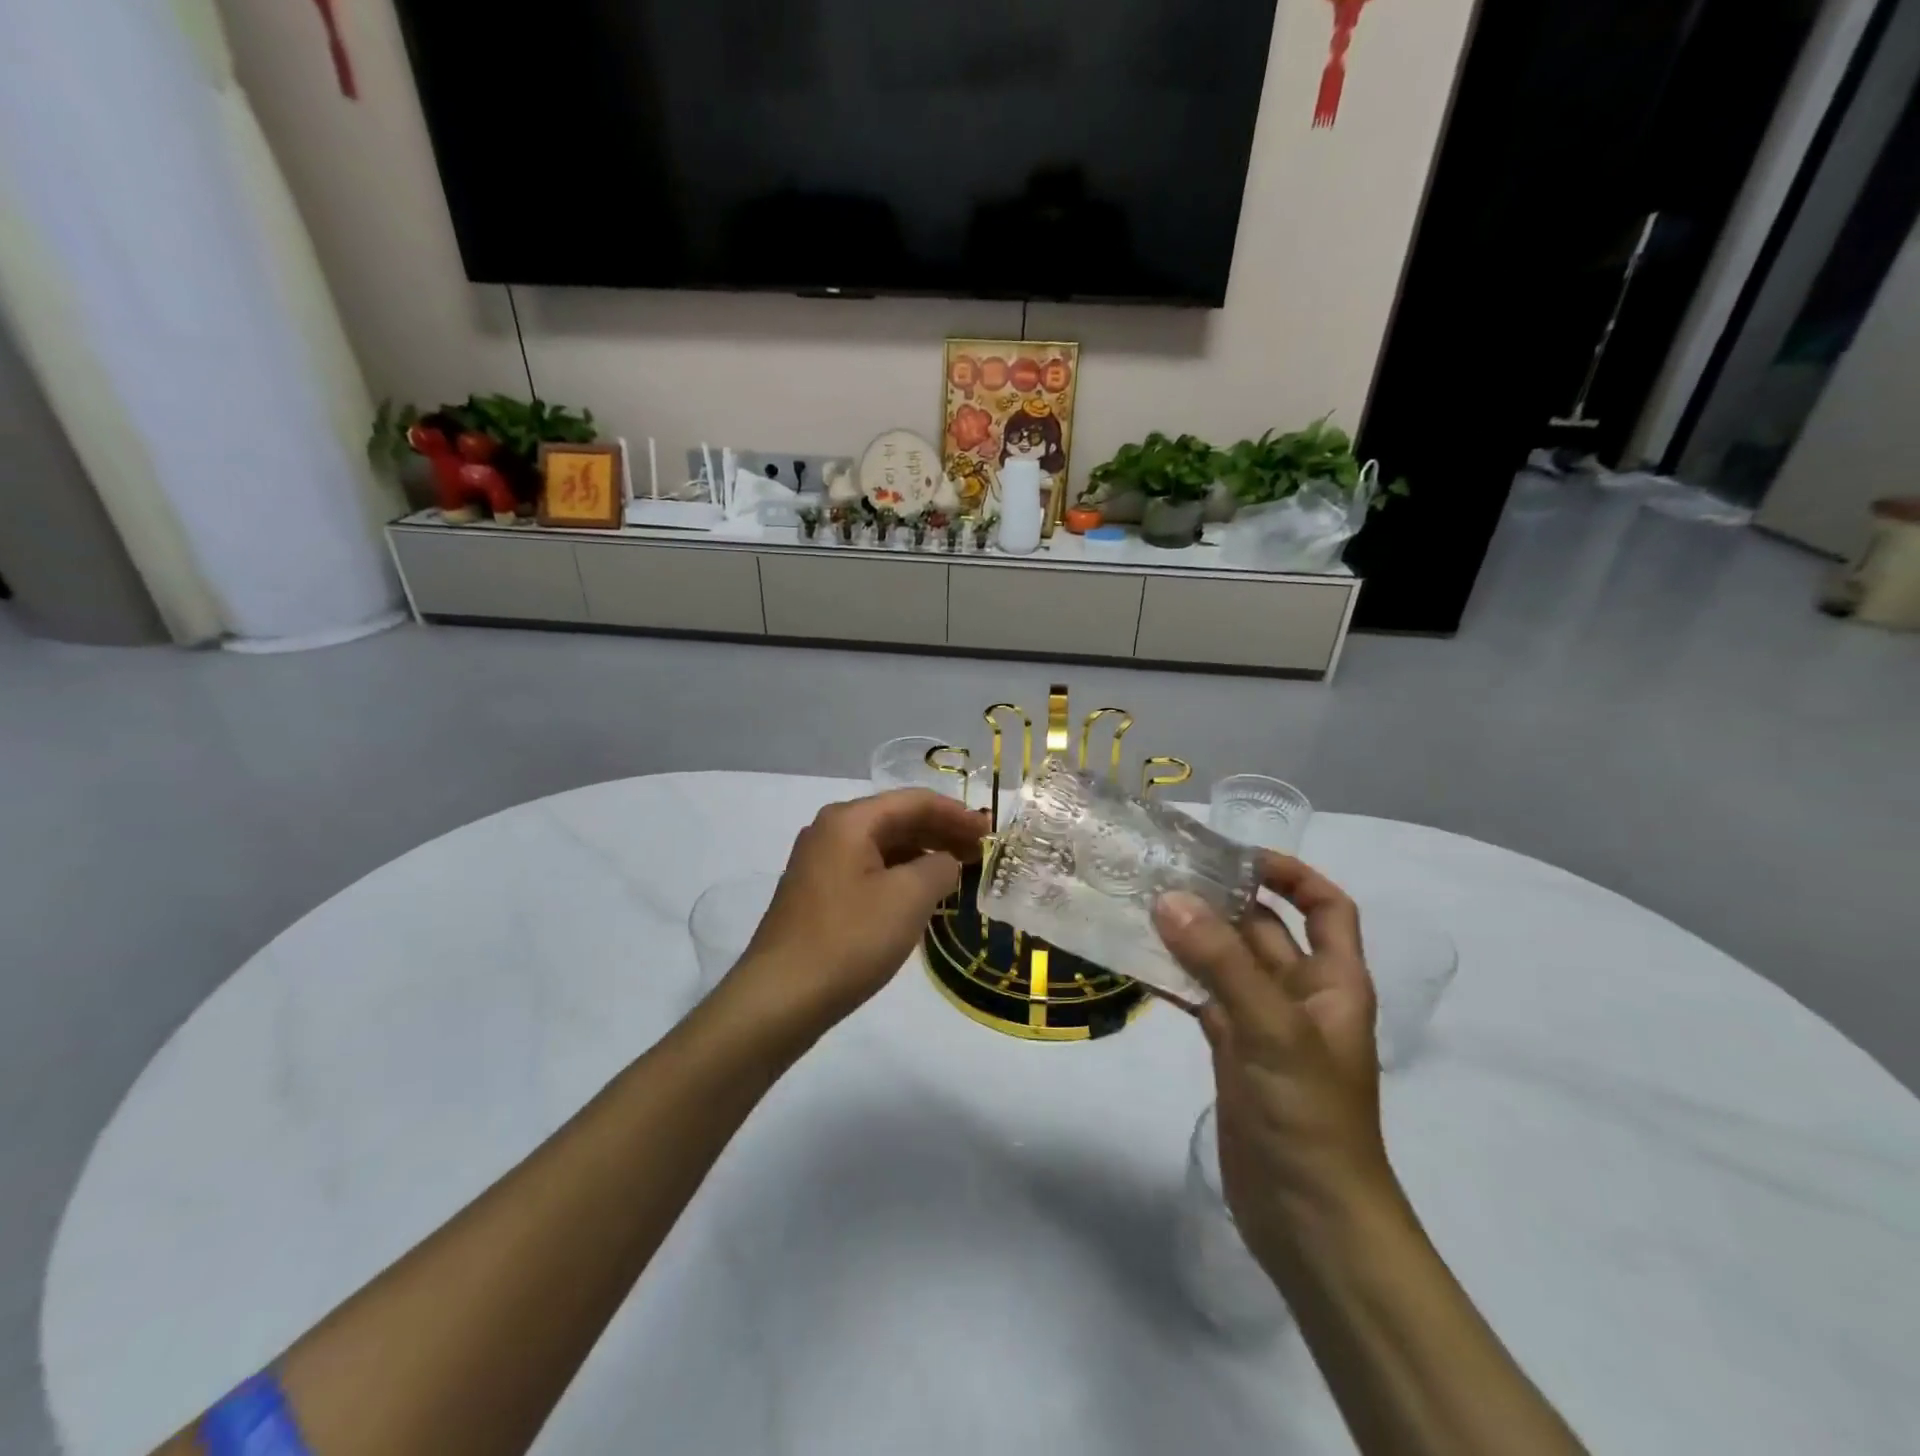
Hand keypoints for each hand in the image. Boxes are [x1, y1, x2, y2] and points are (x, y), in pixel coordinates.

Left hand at [723, 789, 985, 1036]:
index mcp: (849, 820)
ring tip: (957, 872)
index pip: (914, 801)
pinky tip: (920, 895)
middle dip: (940, 832)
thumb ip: (939, 867)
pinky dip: (899, 875)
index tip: (989, 832)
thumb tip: (945, 862)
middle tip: (979, 852)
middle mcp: (830, 831)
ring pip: (882, 846)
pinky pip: (868, 870)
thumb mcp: (908, 898)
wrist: (781, 997)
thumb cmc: (850, 939)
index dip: (956, 814)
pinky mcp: (816, 894)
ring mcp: (819, 863)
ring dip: (921, 855)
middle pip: (896, 819)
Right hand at [1153, 852, 1397, 1269]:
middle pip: (1263, 930)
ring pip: (1226, 963)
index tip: (1238, 855)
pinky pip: (1202, 999)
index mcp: (1333, 981)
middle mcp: (1299, 995)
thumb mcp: (1271, 1030)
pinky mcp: (1232, 1053)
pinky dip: (1176, 978)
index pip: (1325, 907)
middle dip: (1222, 899)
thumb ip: (1221, 963)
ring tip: (1141, 905)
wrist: (1309, 1220)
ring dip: (1192, 936)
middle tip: (1164, 871)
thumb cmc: (1310, 1117)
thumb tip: (1170, 898)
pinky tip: (1138, 961)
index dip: (1292, 874)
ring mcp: (1262, 1025)